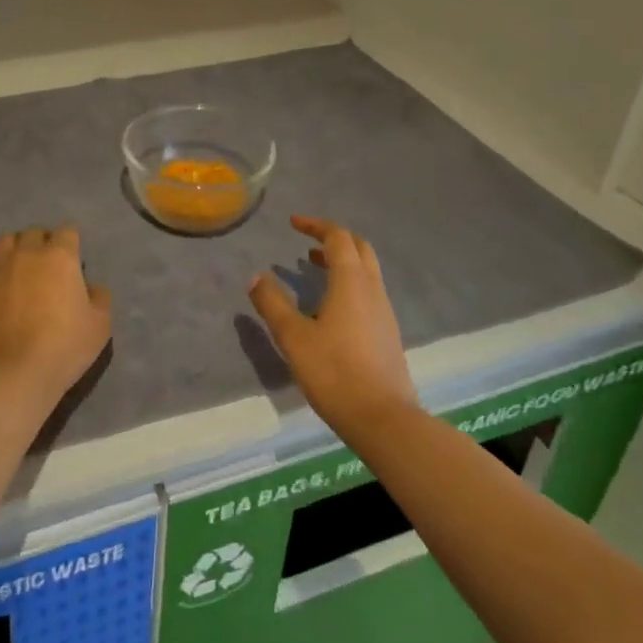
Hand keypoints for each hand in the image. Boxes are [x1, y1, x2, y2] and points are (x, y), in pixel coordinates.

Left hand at [0, 226, 111, 409]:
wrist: (16, 370)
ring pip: (6, 242)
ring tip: (20, 270)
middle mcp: (28, 253)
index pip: (67, 231)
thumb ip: (99, 297)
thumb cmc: (65, 345)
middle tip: (48, 267)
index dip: (71, 243)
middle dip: (43, 243)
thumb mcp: (100, 324)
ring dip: (16, 250)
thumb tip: (90, 286)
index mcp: (60, 256)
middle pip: (34, 233)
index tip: (73, 261)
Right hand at [248, 215, 418, 434]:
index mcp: (351, 281)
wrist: (383, 418)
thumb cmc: (334, 371)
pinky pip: (368, 292)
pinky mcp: (387, 333)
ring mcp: (384, 311)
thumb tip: (255, 277)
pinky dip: (349, 283)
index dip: (315, 226)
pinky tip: (331, 306)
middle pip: (359, 248)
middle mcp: (372, 289)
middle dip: (333, 238)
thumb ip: (273, 304)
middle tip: (307, 242)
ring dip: (342, 261)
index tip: (293, 223)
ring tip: (313, 268)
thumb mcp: (293, 337)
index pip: (337, 237)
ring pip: (366, 270)